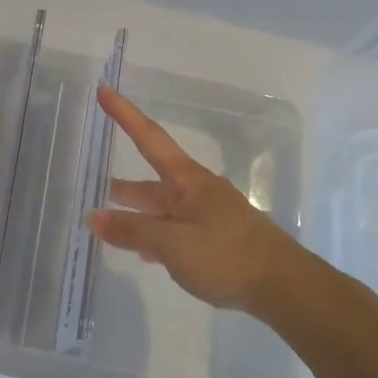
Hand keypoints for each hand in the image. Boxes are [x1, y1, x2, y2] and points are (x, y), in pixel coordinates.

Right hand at [87, 87, 366, 334]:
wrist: (284, 287)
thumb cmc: (226, 256)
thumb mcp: (172, 244)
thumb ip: (132, 230)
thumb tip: (93, 217)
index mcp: (186, 181)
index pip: (148, 138)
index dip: (124, 114)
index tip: (104, 90)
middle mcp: (196, 192)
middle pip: (152, 182)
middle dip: (123, 185)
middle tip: (93, 184)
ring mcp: (208, 216)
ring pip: (163, 210)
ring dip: (137, 214)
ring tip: (109, 223)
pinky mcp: (216, 240)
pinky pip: (176, 231)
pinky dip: (156, 237)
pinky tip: (145, 253)